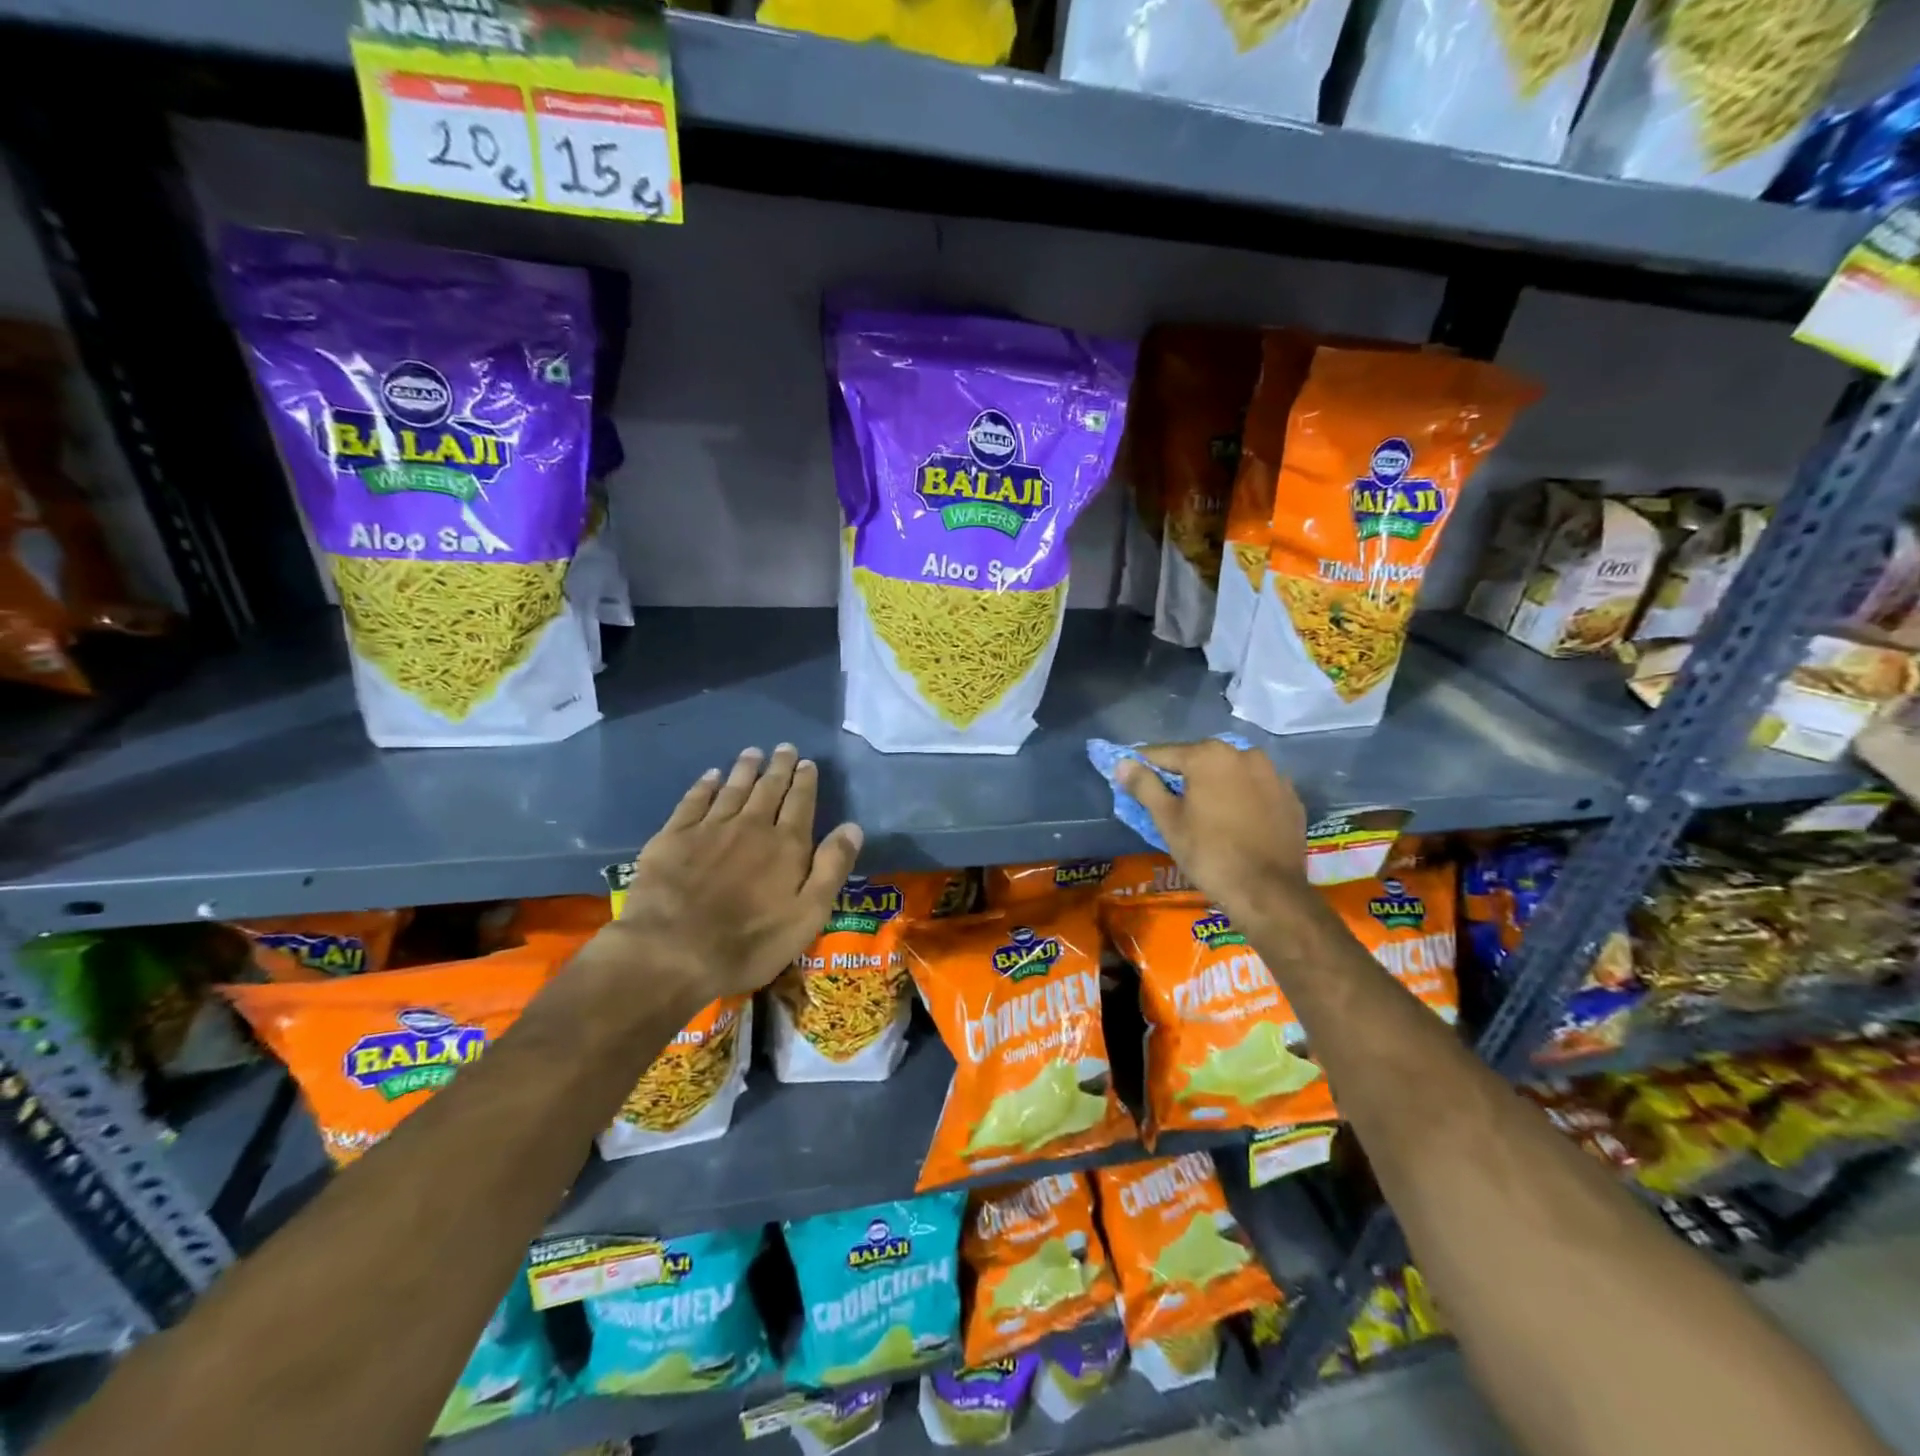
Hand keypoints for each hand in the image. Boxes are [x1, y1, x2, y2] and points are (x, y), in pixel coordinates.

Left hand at [600, 745, 862, 1004]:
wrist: (671, 952)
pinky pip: (694, 801)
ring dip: (745, 769)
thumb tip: (853, 827)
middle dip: (779, 768)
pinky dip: (705, 785)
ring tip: (753, 752)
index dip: (805, 782)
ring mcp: (709, 828)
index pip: (800, 803)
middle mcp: (751, 826)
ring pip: (733, 789)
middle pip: (768, 789)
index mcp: (786, 845)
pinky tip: (710, 775)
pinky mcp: (673, 837)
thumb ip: (831, 868)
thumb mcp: (808, 916)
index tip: (807, 763)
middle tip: (785, 748)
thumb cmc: (749, 943)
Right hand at [1115, 741, 1307, 924]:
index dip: (1144, 768)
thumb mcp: (1168, 821)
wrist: (1269, 893)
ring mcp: (1273, 774)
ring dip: (1214, 785)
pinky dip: (1241, 798)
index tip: (1132, 781)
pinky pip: (1255, 789)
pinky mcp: (1291, 797)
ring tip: (1203, 813)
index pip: (1163, 754)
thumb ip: (1145, 786)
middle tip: (1168, 802)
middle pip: (1199, 760)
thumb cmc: (1209, 854)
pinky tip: (1235, 821)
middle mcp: (1244, 754)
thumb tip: (1123, 764)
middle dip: (1182, 777)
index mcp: (1209, 755)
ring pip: (1230, 773)